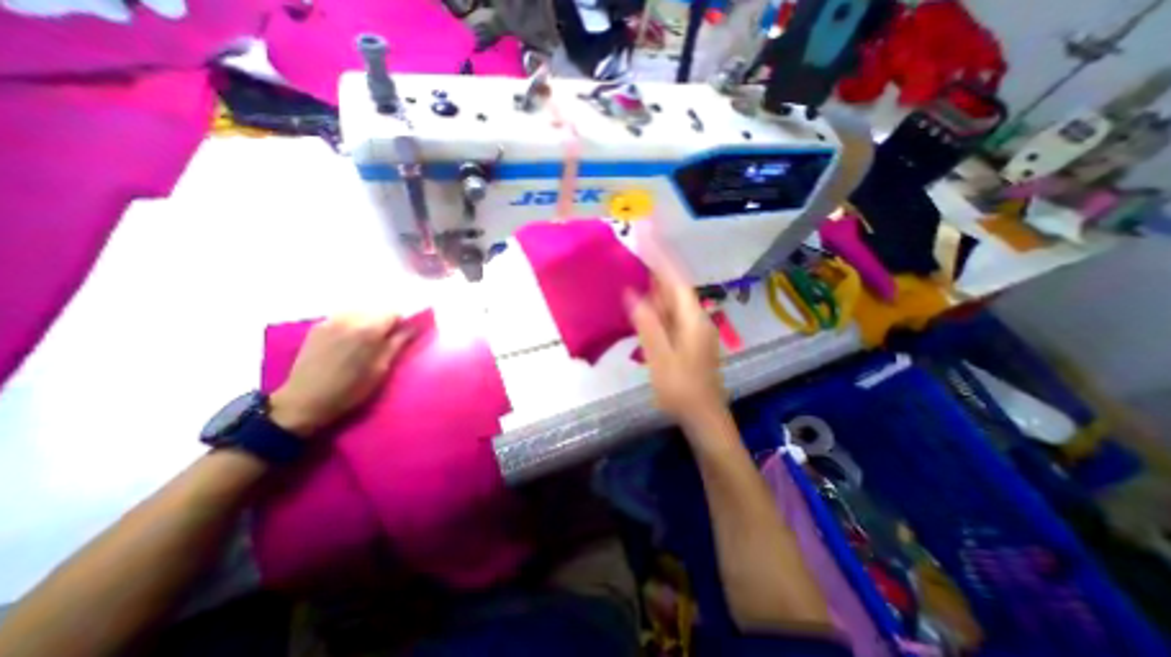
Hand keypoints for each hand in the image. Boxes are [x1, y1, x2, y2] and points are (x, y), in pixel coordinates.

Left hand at [266, 313, 413, 438]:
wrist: (303, 402)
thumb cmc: (350, 390)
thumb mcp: (381, 369)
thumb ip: (398, 343)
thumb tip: (414, 326)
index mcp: (368, 330)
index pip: (394, 312)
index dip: (402, 321)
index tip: (405, 334)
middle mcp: (349, 319)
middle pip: (377, 309)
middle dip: (386, 320)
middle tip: (388, 340)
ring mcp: (331, 321)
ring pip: (361, 311)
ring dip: (370, 320)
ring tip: (368, 340)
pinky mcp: (318, 326)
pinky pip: (344, 316)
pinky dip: (354, 323)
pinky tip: (350, 340)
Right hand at [632, 253, 724, 423]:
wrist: (704, 418)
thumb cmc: (682, 391)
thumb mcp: (661, 358)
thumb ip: (648, 325)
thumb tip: (631, 294)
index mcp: (693, 319)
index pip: (675, 279)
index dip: (660, 257)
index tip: (646, 235)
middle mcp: (697, 318)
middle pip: (675, 286)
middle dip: (657, 265)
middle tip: (637, 247)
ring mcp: (694, 329)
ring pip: (673, 300)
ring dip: (655, 284)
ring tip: (636, 267)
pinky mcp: (688, 339)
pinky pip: (671, 313)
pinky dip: (657, 304)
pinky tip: (644, 302)